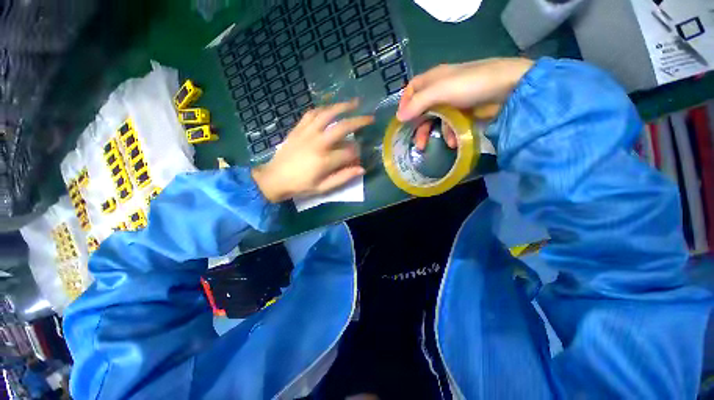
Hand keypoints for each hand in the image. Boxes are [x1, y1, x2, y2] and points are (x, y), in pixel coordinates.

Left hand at [251, 100, 373, 202]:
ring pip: (327, 114)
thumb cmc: (300, 185)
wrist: (274, 178)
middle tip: (370, 118)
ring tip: (354, 103)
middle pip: (342, 127)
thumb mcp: (323, 188)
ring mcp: (307, 133)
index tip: (359, 155)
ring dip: (342, 107)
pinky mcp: (298, 129)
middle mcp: (318, 143)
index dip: (357, 152)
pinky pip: (311, 113)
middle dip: (359, 121)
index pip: (349, 151)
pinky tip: (330, 108)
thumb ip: (343, 177)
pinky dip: (322, 109)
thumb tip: (361, 169)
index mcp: (325, 160)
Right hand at [398, 58, 533, 150]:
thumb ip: (418, 104)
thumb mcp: (440, 91)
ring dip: (432, 133)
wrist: (510, 89)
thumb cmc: (471, 84)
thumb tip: (398, 117)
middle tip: (416, 142)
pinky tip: (452, 142)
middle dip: (418, 126)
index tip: (402, 120)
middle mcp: (441, 89)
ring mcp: (453, 102)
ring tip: (429, 146)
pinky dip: (449, 134)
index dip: (405, 103)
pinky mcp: (465, 112)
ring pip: (435, 119)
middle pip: (422, 109)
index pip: (412, 89)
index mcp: (434, 79)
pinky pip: (451, 124)